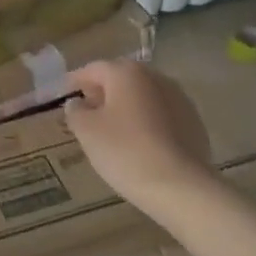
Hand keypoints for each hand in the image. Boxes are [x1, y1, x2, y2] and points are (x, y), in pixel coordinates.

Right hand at [64, 59, 217, 216]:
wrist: (180, 186)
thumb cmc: (125, 151)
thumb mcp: (87, 131)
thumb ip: (76, 111)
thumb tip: (78, 103)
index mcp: (127, 73)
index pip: (93, 69)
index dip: (75, 81)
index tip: (62, 95)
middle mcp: (156, 78)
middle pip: (121, 78)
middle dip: (102, 92)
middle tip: (86, 111)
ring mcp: (180, 99)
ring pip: (143, 96)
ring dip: (125, 106)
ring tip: (111, 129)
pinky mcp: (194, 122)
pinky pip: (161, 114)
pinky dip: (146, 121)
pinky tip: (138, 142)